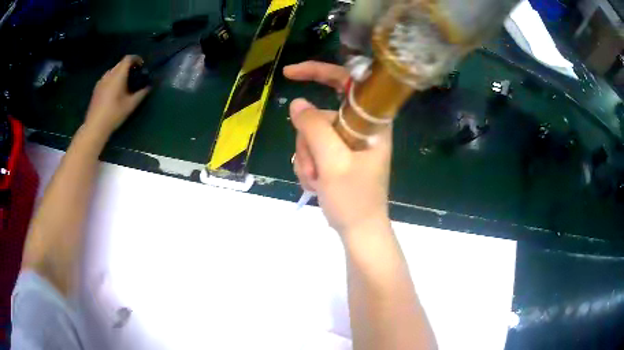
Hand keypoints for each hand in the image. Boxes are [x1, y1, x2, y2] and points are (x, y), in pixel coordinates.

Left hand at [85, 56, 149, 135]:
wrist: (95, 126)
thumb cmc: (114, 114)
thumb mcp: (131, 105)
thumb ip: (141, 94)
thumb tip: (148, 87)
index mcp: (118, 75)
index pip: (128, 59)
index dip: (136, 59)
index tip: (141, 66)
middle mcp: (109, 74)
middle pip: (120, 64)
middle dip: (128, 66)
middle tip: (134, 75)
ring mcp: (101, 81)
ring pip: (113, 71)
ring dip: (120, 73)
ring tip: (124, 83)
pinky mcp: (96, 89)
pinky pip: (106, 78)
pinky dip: (113, 79)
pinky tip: (114, 90)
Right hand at [284, 61, 392, 234]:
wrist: (358, 230)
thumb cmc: (354, 199)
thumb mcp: (333, 162)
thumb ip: (314, 129)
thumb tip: (297, 103)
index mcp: (370, 122)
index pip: (346, 82)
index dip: (319, 71)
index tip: (290, 74)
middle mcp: (360, 127)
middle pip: (320, 115)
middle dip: (307, 141)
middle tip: (314, 168)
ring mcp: (348, 142)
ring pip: (312, 135)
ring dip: (307, 158)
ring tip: (316, 181)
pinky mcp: (338, 155)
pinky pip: (313, 149)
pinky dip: (309, 166)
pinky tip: (315, 184)